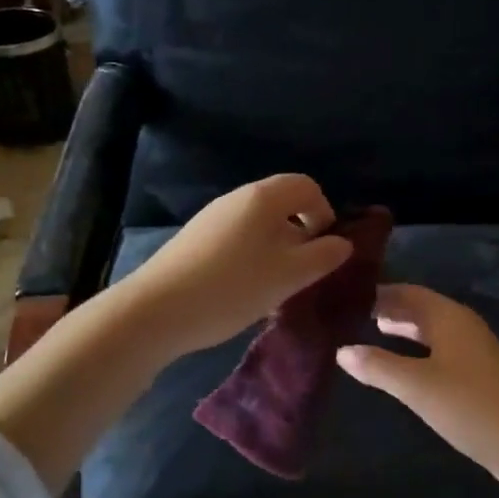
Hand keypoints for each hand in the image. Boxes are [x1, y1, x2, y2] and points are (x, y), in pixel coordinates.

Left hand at [124, 174, 352, 355]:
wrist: (155, 311)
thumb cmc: (232, 287)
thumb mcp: (288, 276)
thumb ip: (322, 257)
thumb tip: (342, 243)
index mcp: (263, 197)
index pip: (307, 186)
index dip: (325, 213)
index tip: (325, 249)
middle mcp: (237, 198)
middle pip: (282, 203)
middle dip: (302, 233)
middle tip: (304, 271)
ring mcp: (212, 218)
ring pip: (259, 224)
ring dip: (277, 248)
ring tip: (276, 285)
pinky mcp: (194, 240)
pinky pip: (237, 238)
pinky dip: (252, 256)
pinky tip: (245, 289)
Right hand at [337, 285, 498, 488]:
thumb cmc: (469, 405)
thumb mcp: (416, 385)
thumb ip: (378, 366)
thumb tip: (341, 350)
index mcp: (449, 317)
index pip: (408, 292)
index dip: (379, 292)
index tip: (347, 296)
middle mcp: (462, 325)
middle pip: (420, 307)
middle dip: (389, 308)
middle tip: (351, 313)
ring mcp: (472, 350)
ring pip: (430, 329)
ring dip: (403, 327)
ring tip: (370, 330)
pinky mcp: (476, 374)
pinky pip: (438, 349)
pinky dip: (415, 348)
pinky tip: (401, 364)